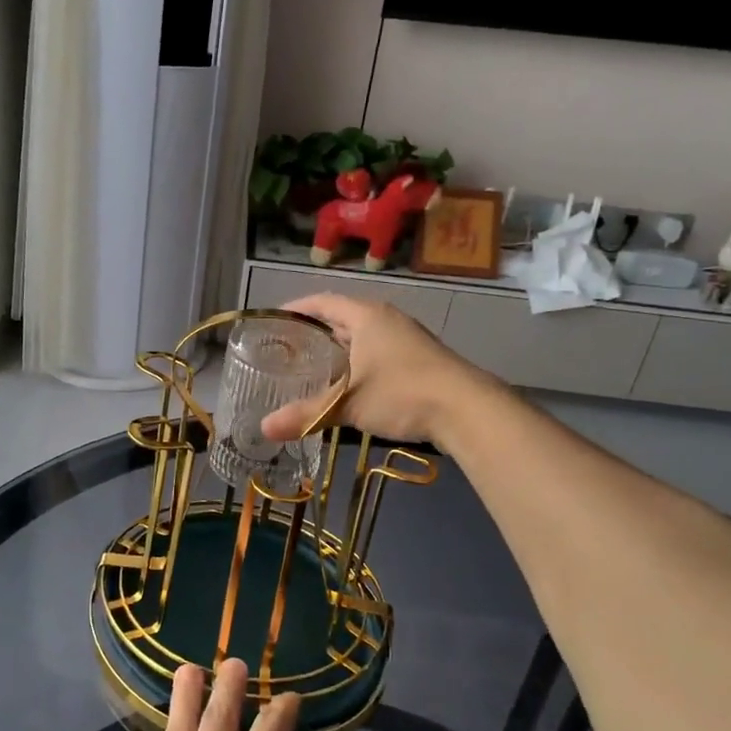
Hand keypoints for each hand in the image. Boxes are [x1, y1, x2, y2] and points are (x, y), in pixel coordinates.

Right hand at [260, 293, 491, 446]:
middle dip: (315, 331)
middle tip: (287, 347)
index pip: (323, 301)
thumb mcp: (348, 404)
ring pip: (362, 337)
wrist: (467, 410)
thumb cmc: (402, 392)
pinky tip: (348, 385)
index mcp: (366, 316)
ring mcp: (406, 339)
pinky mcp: (418, 360)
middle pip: (342, 318)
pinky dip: (356, 363)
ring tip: (311, 366)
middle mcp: (386, 320)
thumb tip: (264, 428)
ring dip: (338, 349)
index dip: (298, 308)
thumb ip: (306, 415)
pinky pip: (377, 353)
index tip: (275, 319)